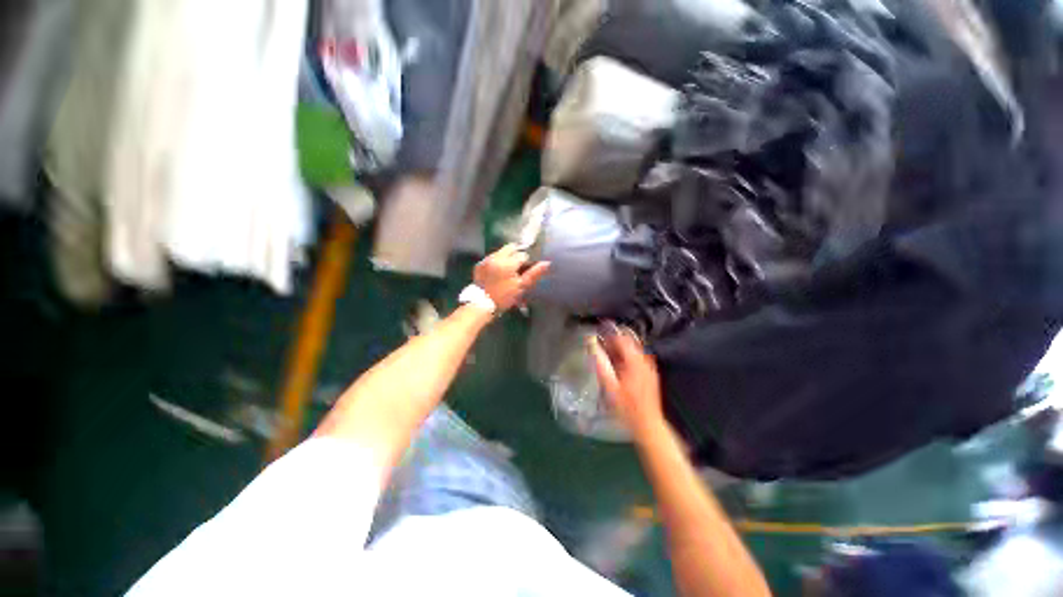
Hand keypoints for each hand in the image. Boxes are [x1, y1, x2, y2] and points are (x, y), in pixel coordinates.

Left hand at [473, 244, 550, 312]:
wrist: (481, 305)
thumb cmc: (504, 297)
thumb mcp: (521, 286)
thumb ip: (534, 273)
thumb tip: (547, 263)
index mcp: (508, 262)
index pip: (523, 254)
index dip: (527, 262)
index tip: (527, 271)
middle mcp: (496, 257)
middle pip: (511, 247)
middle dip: (517, 254)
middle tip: (519, 266)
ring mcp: (486, 259)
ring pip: (501, 251)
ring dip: (507, 257)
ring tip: (508, 270)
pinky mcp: (480, 264)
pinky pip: (492, 257)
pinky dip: (497, 261)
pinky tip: (498, 272)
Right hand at [589, 324, 664, 434]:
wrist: (647, 423)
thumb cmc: (626, 406)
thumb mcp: (610, 385)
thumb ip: (600, 363)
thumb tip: (592, 346)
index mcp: (635, 360)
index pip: (622, 338)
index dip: (610, 332)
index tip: (599, 330)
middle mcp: (645, 360)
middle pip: (629, 341)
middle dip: (615, 338)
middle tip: (601, 340)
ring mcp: (649, 366)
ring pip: (634, 348)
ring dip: (621, 347)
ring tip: (607, 350)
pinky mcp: (651, 373)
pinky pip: (638, 357)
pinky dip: (627, 355)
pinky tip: (619, 363)